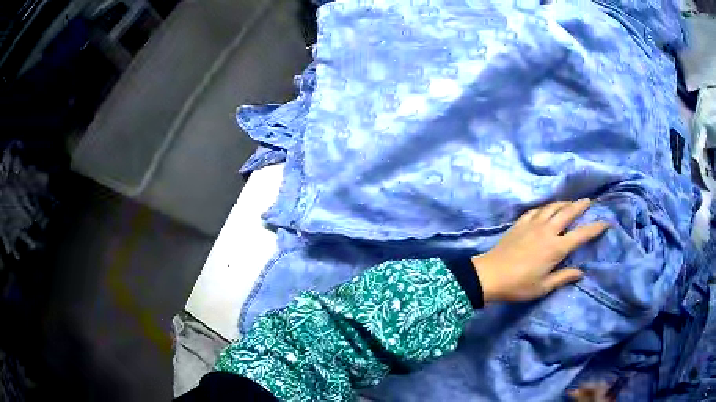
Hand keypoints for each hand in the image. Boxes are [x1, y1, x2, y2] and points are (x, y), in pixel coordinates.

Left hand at [473, 199, 608, 303]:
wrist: (489, 275)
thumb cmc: (518, 285)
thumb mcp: (543, 287)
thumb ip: (563, 277)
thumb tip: (581, 272)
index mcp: (556, 248)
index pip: (581, 234)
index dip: (595, 227)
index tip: (606, 222)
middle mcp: (547, 231)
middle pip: (567, 212)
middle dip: (580, 206)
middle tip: (589, 201)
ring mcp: (532, 224)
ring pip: (552, 207)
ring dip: (564, 203)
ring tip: (570, 202)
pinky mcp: (520, 223)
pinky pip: (536, 210)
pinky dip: (545, 206)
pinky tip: (546, 208)